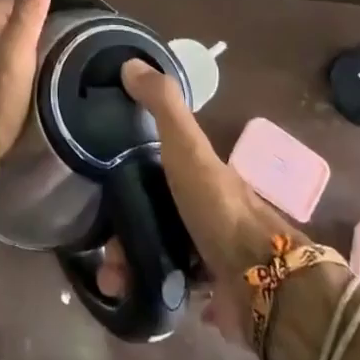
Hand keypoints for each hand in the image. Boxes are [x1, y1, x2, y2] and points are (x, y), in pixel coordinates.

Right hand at [94, 61, 294, 346]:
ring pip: (157, 254)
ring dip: (130, 268)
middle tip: (105, 255)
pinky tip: (135, 297)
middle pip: (151, 216)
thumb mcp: (187, 147)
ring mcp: (209, 252)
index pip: (152, 169)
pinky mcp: (212, 293)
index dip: (123, 178)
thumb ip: (163, 105)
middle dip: (121, 235)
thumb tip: (130, 62)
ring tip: (113, 283)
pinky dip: (151, 291)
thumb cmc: (218, 207)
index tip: (97, 194)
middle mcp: (203, 209)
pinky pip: (171, 289)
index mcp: (197, 173)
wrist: (262, 282)